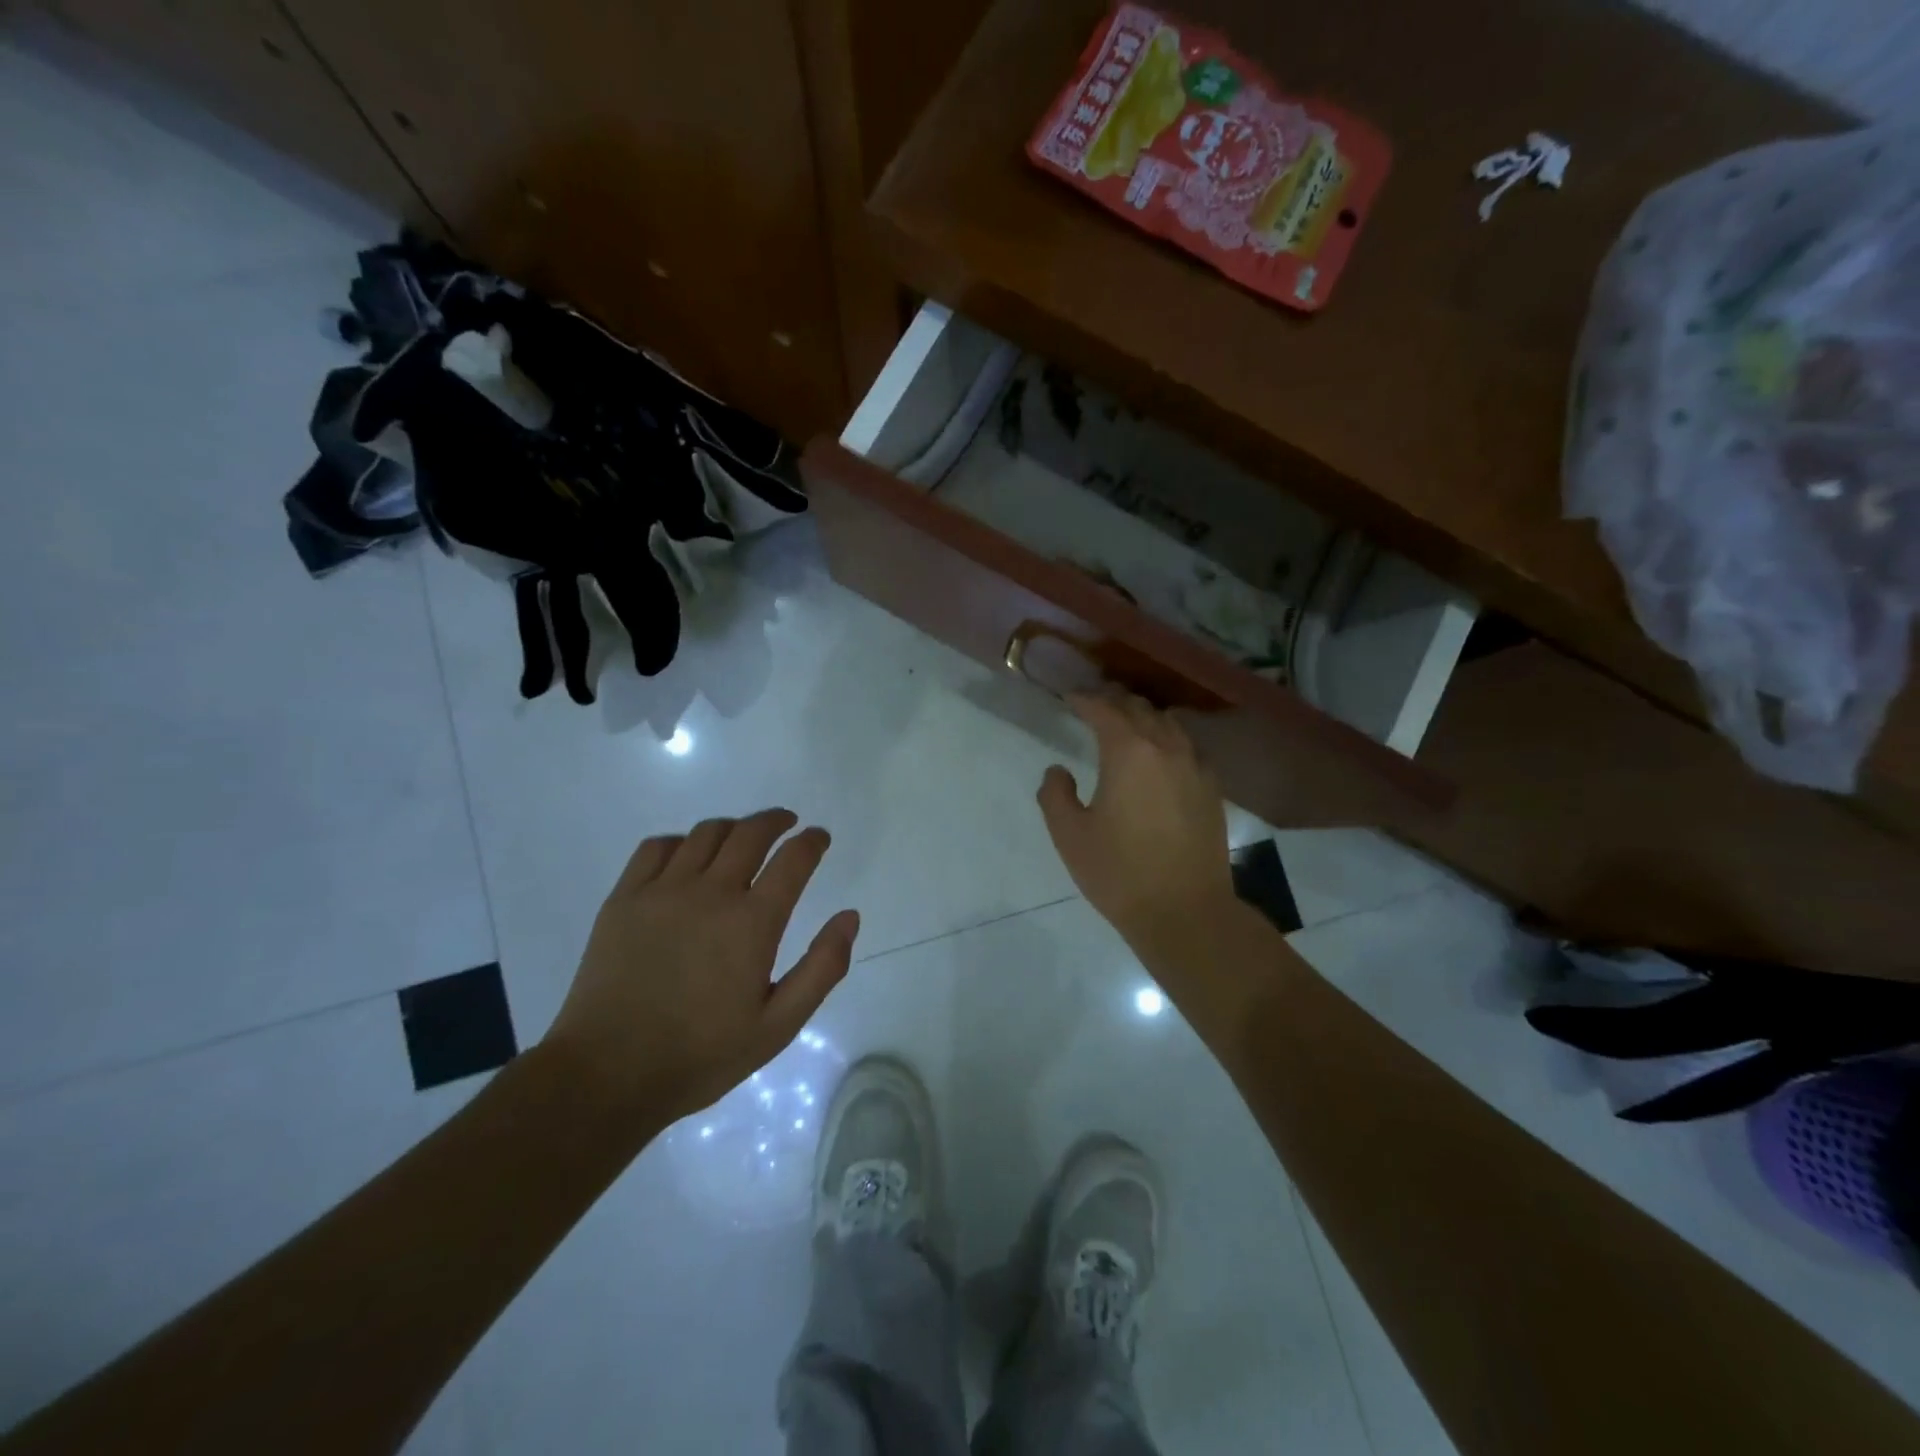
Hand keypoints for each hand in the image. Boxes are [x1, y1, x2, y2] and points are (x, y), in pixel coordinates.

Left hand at [543, 809, 859, 1124]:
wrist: (607, 1075)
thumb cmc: (701, 1055)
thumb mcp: (778, 1026)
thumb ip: (822, 968)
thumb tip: (850, 917)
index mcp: (752, 922)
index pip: (793, 859)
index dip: (812, 841)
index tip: (819, 838)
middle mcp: (711, 893)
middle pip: (750, 832)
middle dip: (776, 821)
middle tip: (787, 824)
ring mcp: (662, 891)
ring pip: (706, 833)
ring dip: (733, 828)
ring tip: (742, 839)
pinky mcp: (623, 899)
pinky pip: (657, 847)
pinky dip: (682, 842)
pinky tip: (687, 858)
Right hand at [1037, 692, 1237, 959]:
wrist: (1185, 912)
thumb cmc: (1119, 872)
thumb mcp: (1070, 836)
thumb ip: (1055, 795)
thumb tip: (1058, 771)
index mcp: (1128, 752)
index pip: (1104, 709)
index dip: (1084, 699)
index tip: (1068, 698)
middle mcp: (1166, 748)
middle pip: (1140, 709)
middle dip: (1114, 702)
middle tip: (1093, 706)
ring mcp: (1196, 768)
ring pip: (1169, 724)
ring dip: (1144, 717)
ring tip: (1126, 725)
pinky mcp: (1212, 790)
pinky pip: (1188, 748)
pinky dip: (1168, 740)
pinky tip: (1161, 756)